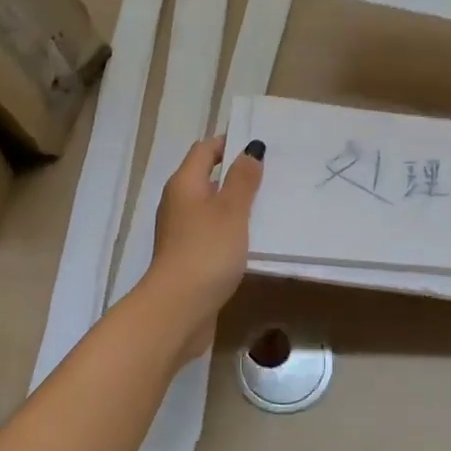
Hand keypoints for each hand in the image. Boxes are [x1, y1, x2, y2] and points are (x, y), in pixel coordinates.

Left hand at [148, 135, 265, 359]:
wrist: (179, 307)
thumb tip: (249, 150)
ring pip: (211, 208)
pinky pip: (212, 233)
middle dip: (237, 174)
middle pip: (207, 178)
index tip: (259, 146)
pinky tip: (254, 239)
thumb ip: (243, 180)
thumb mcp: (231, 210)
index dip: (229, 143)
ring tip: (270, 205)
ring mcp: (181, 232)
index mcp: (184, 184)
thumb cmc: (206, 251)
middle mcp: (178, 203)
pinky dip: (231, 229)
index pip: (205, 150)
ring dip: (235, 204)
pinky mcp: (188, 257)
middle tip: (273, 175)